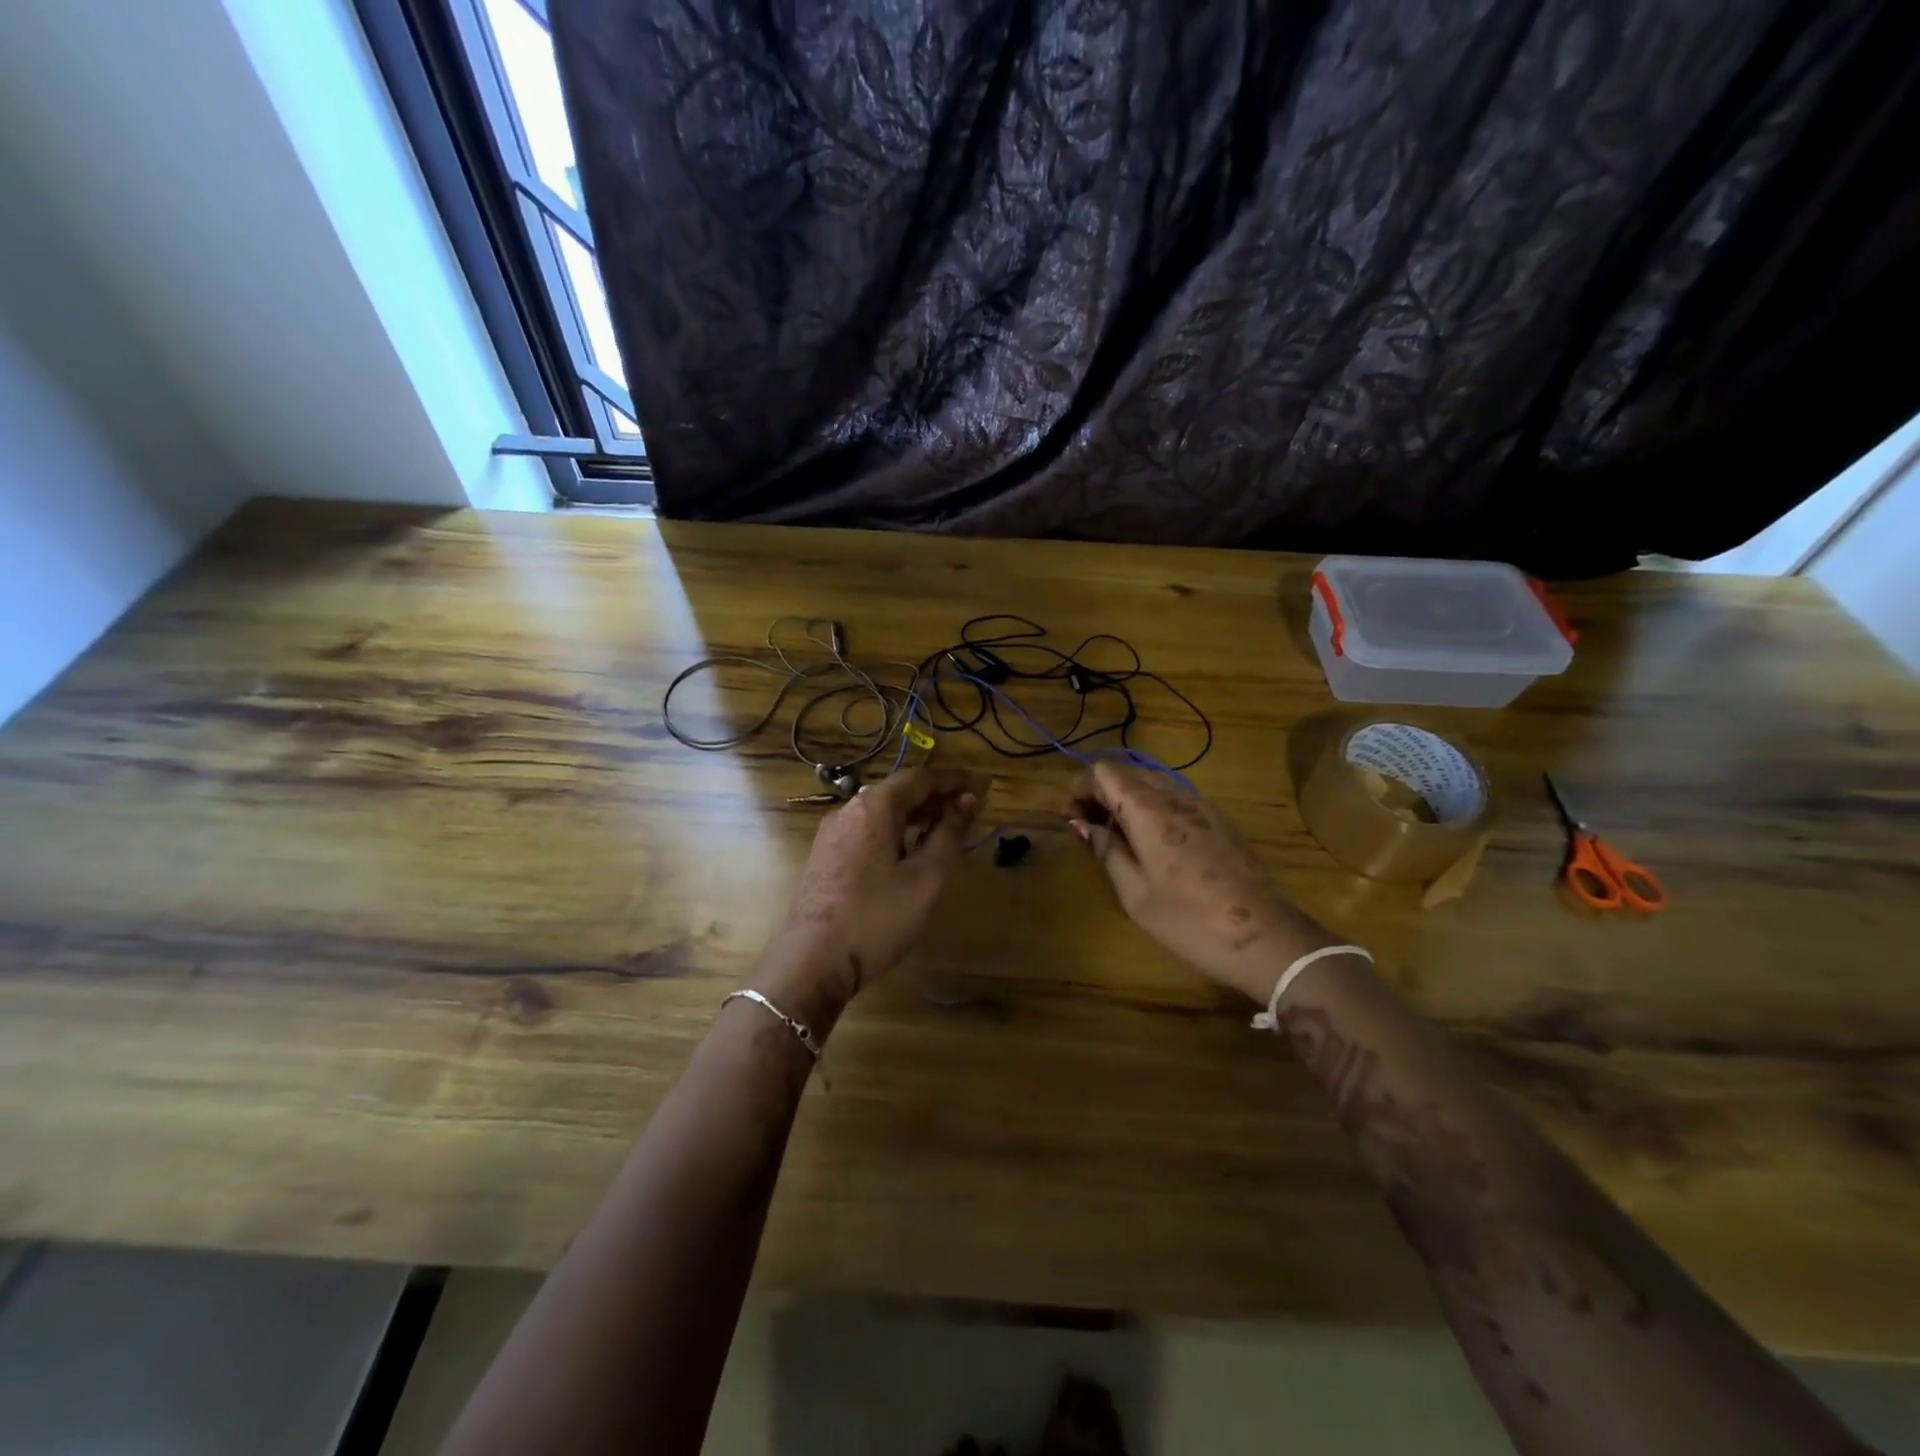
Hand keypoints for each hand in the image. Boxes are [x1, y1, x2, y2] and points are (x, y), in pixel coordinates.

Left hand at [760, 766, 987, 1017]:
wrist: (810, 963)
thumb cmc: (876, 918)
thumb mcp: (925, 878)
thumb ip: (948, 835)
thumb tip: (966, 801)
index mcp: (874, 808)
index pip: (920, 777)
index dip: (954, 779)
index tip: (982, 785)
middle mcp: (848, 811)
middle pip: (898, 792)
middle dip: (936, 796)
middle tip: (970, 808)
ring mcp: (831, 836)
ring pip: (881, 813)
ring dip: (916, 815)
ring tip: (945, 829)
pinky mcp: (824, 859)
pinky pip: (867, 832)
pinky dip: (895, 832)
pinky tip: (908, 853)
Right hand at [1068, 762, 1331, 1000]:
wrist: (1268, 938)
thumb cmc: (1190, 920)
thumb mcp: (1135, 894)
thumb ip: (1107, 851)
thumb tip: (1083, 825)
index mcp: (1148, 809)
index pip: (1104, 771)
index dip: (1081, 789)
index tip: (1074, 822)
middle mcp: (1175, 796)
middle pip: (1127, 773)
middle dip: (1102, 795)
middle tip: (1092, 833)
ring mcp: (1202, 806)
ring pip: (1153, 785)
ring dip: (1128, 803)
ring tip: (1120, 843)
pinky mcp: (1220, 821)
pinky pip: (1176, 801)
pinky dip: (1153, 812)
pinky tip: (1154, 849)